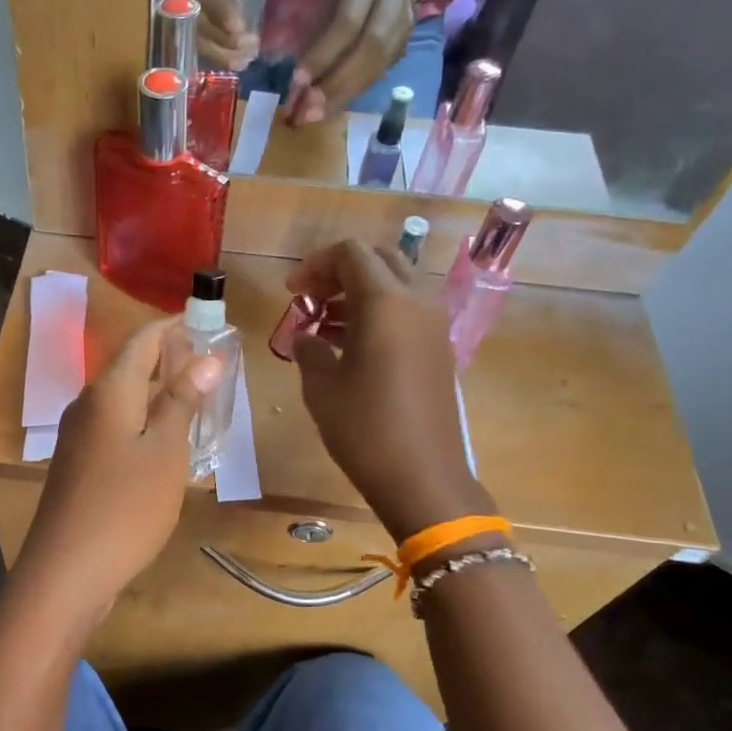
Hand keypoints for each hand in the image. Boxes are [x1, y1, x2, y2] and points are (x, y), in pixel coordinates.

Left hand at [17, 320, 223, 608]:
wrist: (66, 571)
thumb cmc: (125, 507)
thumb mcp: (165, 452)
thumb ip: (182, 402)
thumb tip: (206, 357)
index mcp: (109, 391)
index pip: (142, 340)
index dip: (174, 326)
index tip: (207, 321)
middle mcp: (87, 404)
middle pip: (129, 366)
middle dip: (169, 358)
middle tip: (211, 363)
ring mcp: (78, 436)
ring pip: (122, 399)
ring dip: (157, 391)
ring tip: (196, 398)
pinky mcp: (78, 464)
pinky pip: (114, 426)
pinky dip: (143, 421)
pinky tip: (165, 441)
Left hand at [286, 0, 423, 123]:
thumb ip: (317, 31)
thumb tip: (297, 83)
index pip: (347, 24)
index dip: (322, 56)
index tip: (297, 82)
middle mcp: (393, 1)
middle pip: (369, 50)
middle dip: (335, 84)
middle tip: (308, 110)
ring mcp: (405, 24)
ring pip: (377, 67)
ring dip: (344, 96)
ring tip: (316, 115)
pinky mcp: (405, 44)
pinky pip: (378, 74)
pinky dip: (353, 93)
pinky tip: (332, 107)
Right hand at [289, 240, 493, 541]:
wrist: (423, 477)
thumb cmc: (365, 429)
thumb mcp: (322, 388)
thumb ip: (309, 350)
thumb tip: (306, 336)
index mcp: (386, 303)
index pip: (351, 253)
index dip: (315, 264)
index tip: (291, 292)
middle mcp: (417, 303)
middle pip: (380, 259)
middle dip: (340, 271)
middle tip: (309, 299)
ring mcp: (434, 326)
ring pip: (397, 284)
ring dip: (360, 292)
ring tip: (325, 324)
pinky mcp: (439, 350)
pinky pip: (408, 311)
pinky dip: (379, 313)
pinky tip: (352, 346)